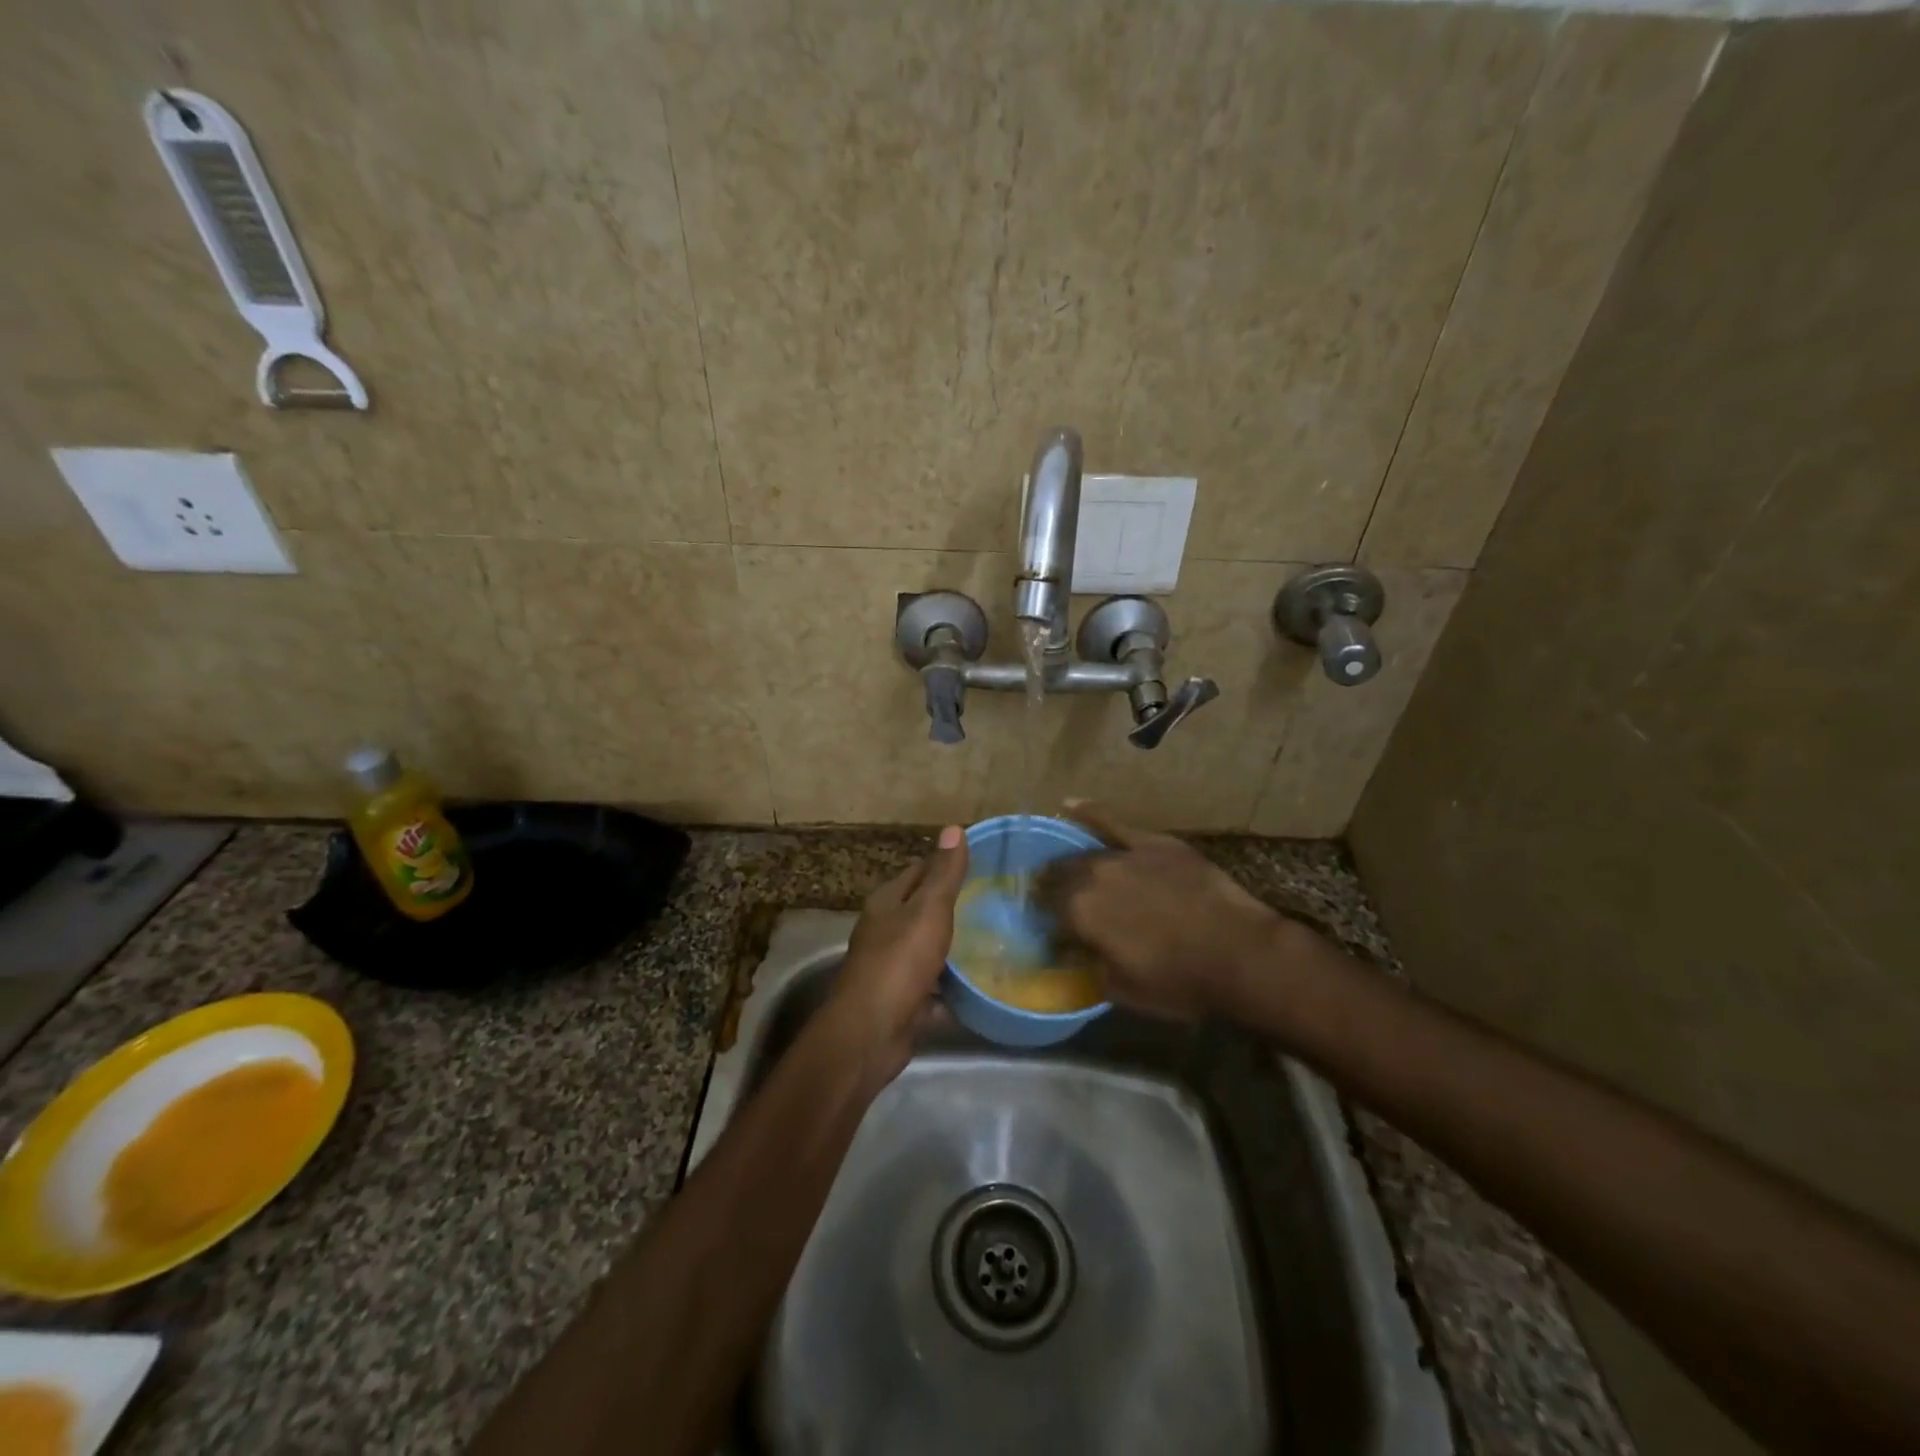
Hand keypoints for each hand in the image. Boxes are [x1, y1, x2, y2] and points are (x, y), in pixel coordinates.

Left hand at [825, 825, 969, 1082]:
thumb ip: (944, 873)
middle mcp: (884, 930)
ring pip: (927, 949)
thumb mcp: (928, 910)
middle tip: (994, 902)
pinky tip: (979, 986)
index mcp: (886, 902)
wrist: (871, 1032)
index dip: (945, 863)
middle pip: (921, 909)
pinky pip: (933, 987)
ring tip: (994, 941)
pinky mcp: (902, 1000)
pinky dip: (952, 987)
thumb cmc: (900, 961)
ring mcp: (891, 967)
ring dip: (953, 947)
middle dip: (952, 906)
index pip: (918, 870)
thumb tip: (954, 828)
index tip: (980, 862)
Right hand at [1038, 801, 1290, 1021]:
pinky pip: (1112, 822)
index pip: (1046, 914)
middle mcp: (1092, 877)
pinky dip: (1088, 813)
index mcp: (1080, 914)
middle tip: (1053, 903)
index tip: (1050, 934)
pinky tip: (1069, 804)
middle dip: (1050, 890)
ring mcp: (1123, 855)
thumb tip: (1077, 955)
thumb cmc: (1179, 983)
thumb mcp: (1122, 990)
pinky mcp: (1153, 843)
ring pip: (1082, 854)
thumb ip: (1090, 968)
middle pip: (1058, 878)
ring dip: (1068, 863)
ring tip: (1061, 869)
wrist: (1240, 955)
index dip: (1045, 924)